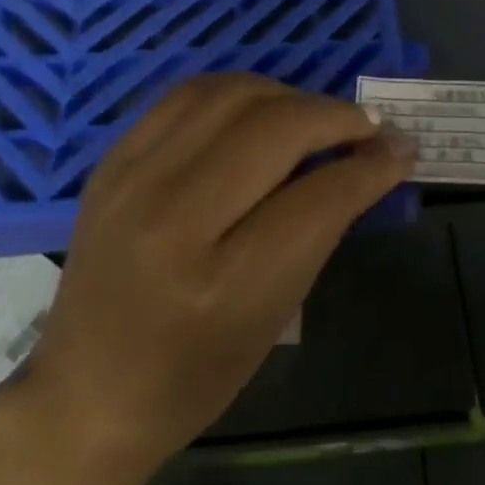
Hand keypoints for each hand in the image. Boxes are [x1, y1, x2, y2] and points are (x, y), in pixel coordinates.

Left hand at [15, 74, 414, 480]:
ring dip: (289, 95)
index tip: (401, 147)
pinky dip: (237, 90)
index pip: (319, 197)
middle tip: (367, 126)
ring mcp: (134, 181)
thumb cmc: (193, 376)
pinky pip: (187, 94)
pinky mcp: (112, 161)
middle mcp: (172, 219)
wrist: (84, 394)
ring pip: (232, 94)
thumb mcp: (273, 316)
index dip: (371, 164)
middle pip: (276, 129)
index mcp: (222, 285)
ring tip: (314, 115)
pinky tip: (260, 107)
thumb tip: (373, 159)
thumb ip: (320, 229)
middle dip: (337, 117)